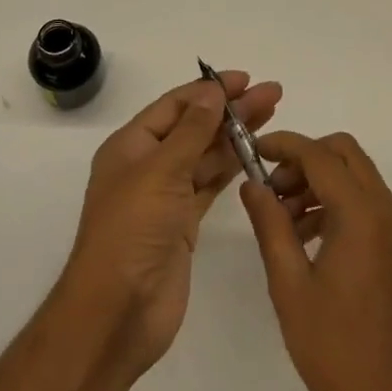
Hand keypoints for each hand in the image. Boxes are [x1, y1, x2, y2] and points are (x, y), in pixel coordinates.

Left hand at [61, 70, 283, 377]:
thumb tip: (212, 90)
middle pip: (194, 128)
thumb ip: (191, 130)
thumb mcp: (160, 171)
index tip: (245, 79)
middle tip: (273, 94)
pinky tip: (255, 155)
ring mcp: (165, 196)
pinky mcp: (183, 224)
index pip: (175, 106)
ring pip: (205, 156)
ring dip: (235, 136)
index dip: (209, 90)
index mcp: (131, 146)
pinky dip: (231, 169)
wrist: (118, 312)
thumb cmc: (132, 231)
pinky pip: (210, 185)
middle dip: (231, 110)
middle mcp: (147, 165)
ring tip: (272, 116)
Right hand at [240, 132, 391, 390]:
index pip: (318, 154)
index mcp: (360, 213)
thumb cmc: (339, 349)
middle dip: (303, 159)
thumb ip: (270, 227)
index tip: (251, 152)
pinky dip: (333, 202)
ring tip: (282, 221)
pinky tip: (305, 239)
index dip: (283, 145)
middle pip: (343, 153)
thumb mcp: (291, 287)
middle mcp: (384, 208)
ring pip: (354, 175)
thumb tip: (252, 185)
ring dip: (317, 181)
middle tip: (271, 190)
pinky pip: (362, 201)